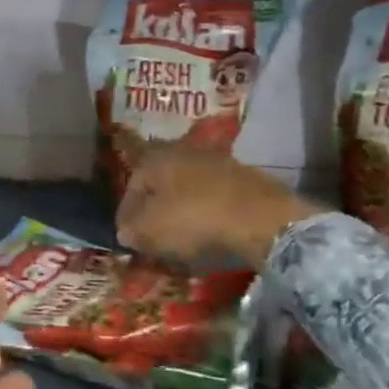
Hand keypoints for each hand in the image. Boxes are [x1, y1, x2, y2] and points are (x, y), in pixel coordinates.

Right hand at [116, 144, 320, 265]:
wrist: (264, 219)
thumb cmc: (194, 220)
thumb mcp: (151, 231)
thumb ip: (131, 230)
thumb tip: (126, 231)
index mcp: (155, 158)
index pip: (130, 185)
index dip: (125, 214)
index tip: (127, 237)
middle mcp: (183, 151)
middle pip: (160, 182)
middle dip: (154, 206)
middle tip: (152, 233)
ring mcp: (217, 161)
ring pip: (187, 186)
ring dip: (181, 208)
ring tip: (181, 235)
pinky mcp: (244, 177)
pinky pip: (214, 195)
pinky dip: (207, 210)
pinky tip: (210, 229)